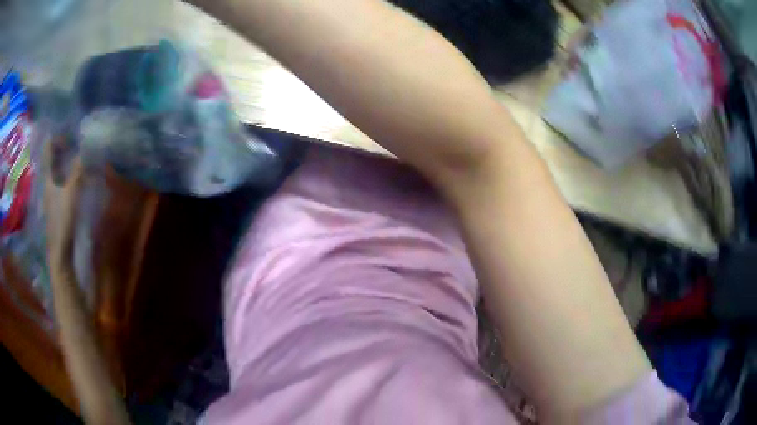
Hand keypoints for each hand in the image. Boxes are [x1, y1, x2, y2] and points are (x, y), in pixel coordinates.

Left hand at [43, 139, 84, 275]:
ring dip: (65, 163)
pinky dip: (68, 177)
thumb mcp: (72, 193)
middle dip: (61, 149)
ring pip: (57, 173)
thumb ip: (78, 171)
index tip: (66, 130)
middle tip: (73, 140)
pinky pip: (62, 185)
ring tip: (76, 156)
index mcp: (48, 178)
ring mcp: (52, 197)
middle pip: (53, 162)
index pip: (49, 152)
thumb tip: (87, 148)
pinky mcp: (57, 208)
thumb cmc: (62, 221)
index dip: (55, 138)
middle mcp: (48, 185)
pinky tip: (76, 179)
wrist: (60, 252)